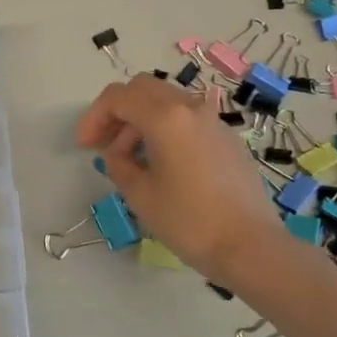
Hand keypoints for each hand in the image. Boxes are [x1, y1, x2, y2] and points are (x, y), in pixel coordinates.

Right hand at [75, 76, 287, 280]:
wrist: (251, 247)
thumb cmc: (189, 221)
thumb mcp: (139, 194)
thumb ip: (118, 163)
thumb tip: (117, 153)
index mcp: (165, 117)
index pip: (118, 97)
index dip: (94, 117)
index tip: (85, 146)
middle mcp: (190, 108)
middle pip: (142, 89)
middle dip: (117, 112)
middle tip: (104, 143)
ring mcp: (213, 121)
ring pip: (166, 102)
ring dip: (140, 120)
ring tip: (131, 159)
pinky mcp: (227, 139)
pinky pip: (186, 119)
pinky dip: (165, 129)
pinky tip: (162, 164)